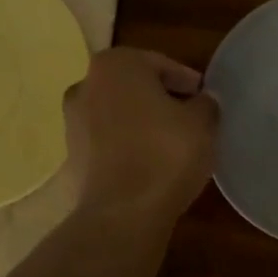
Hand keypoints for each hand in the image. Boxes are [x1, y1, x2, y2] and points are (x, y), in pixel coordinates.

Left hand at [64, 48, 217, 222]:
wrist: (122, 213)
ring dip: (142, 124)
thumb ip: (206, 104)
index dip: (186, 81)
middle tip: (190, 119)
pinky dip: (127, 148)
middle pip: (133, 87)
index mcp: (116, 65)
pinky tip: (150, 166)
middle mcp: (86, 85)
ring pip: (118, 115)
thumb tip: (204, 101)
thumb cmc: (165, 154)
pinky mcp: (71, 158)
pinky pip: (108, 144)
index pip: (159, 64)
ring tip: (171, 145)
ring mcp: (72, 123)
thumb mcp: (202, 123)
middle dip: (160, 100)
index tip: (203, 98)